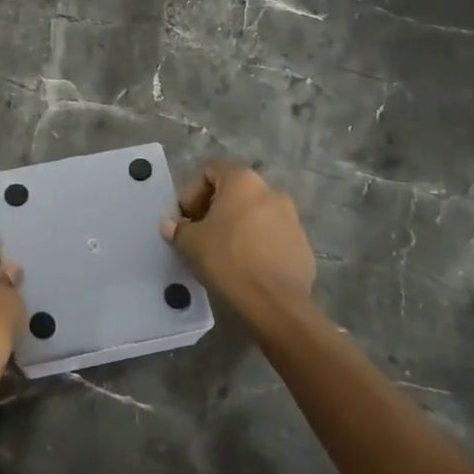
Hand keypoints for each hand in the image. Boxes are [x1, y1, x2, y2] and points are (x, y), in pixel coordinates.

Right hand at [162, 159, 314, 319]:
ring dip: (237, 225)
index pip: (210, 170)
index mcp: (243, 181)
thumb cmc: (228, 260)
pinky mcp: (302, 242)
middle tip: (201, 235)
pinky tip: (247, 266)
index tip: (187, 219)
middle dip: (214, 209)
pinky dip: (257, 242)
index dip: (192, 192)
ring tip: (224, 252)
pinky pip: (272, 234)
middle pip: (234, 191)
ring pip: (255, 213)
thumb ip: (178, 229)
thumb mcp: (190, 243)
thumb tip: (171, 225)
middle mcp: (271, 190)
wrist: (276, 303)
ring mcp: (291, 216)